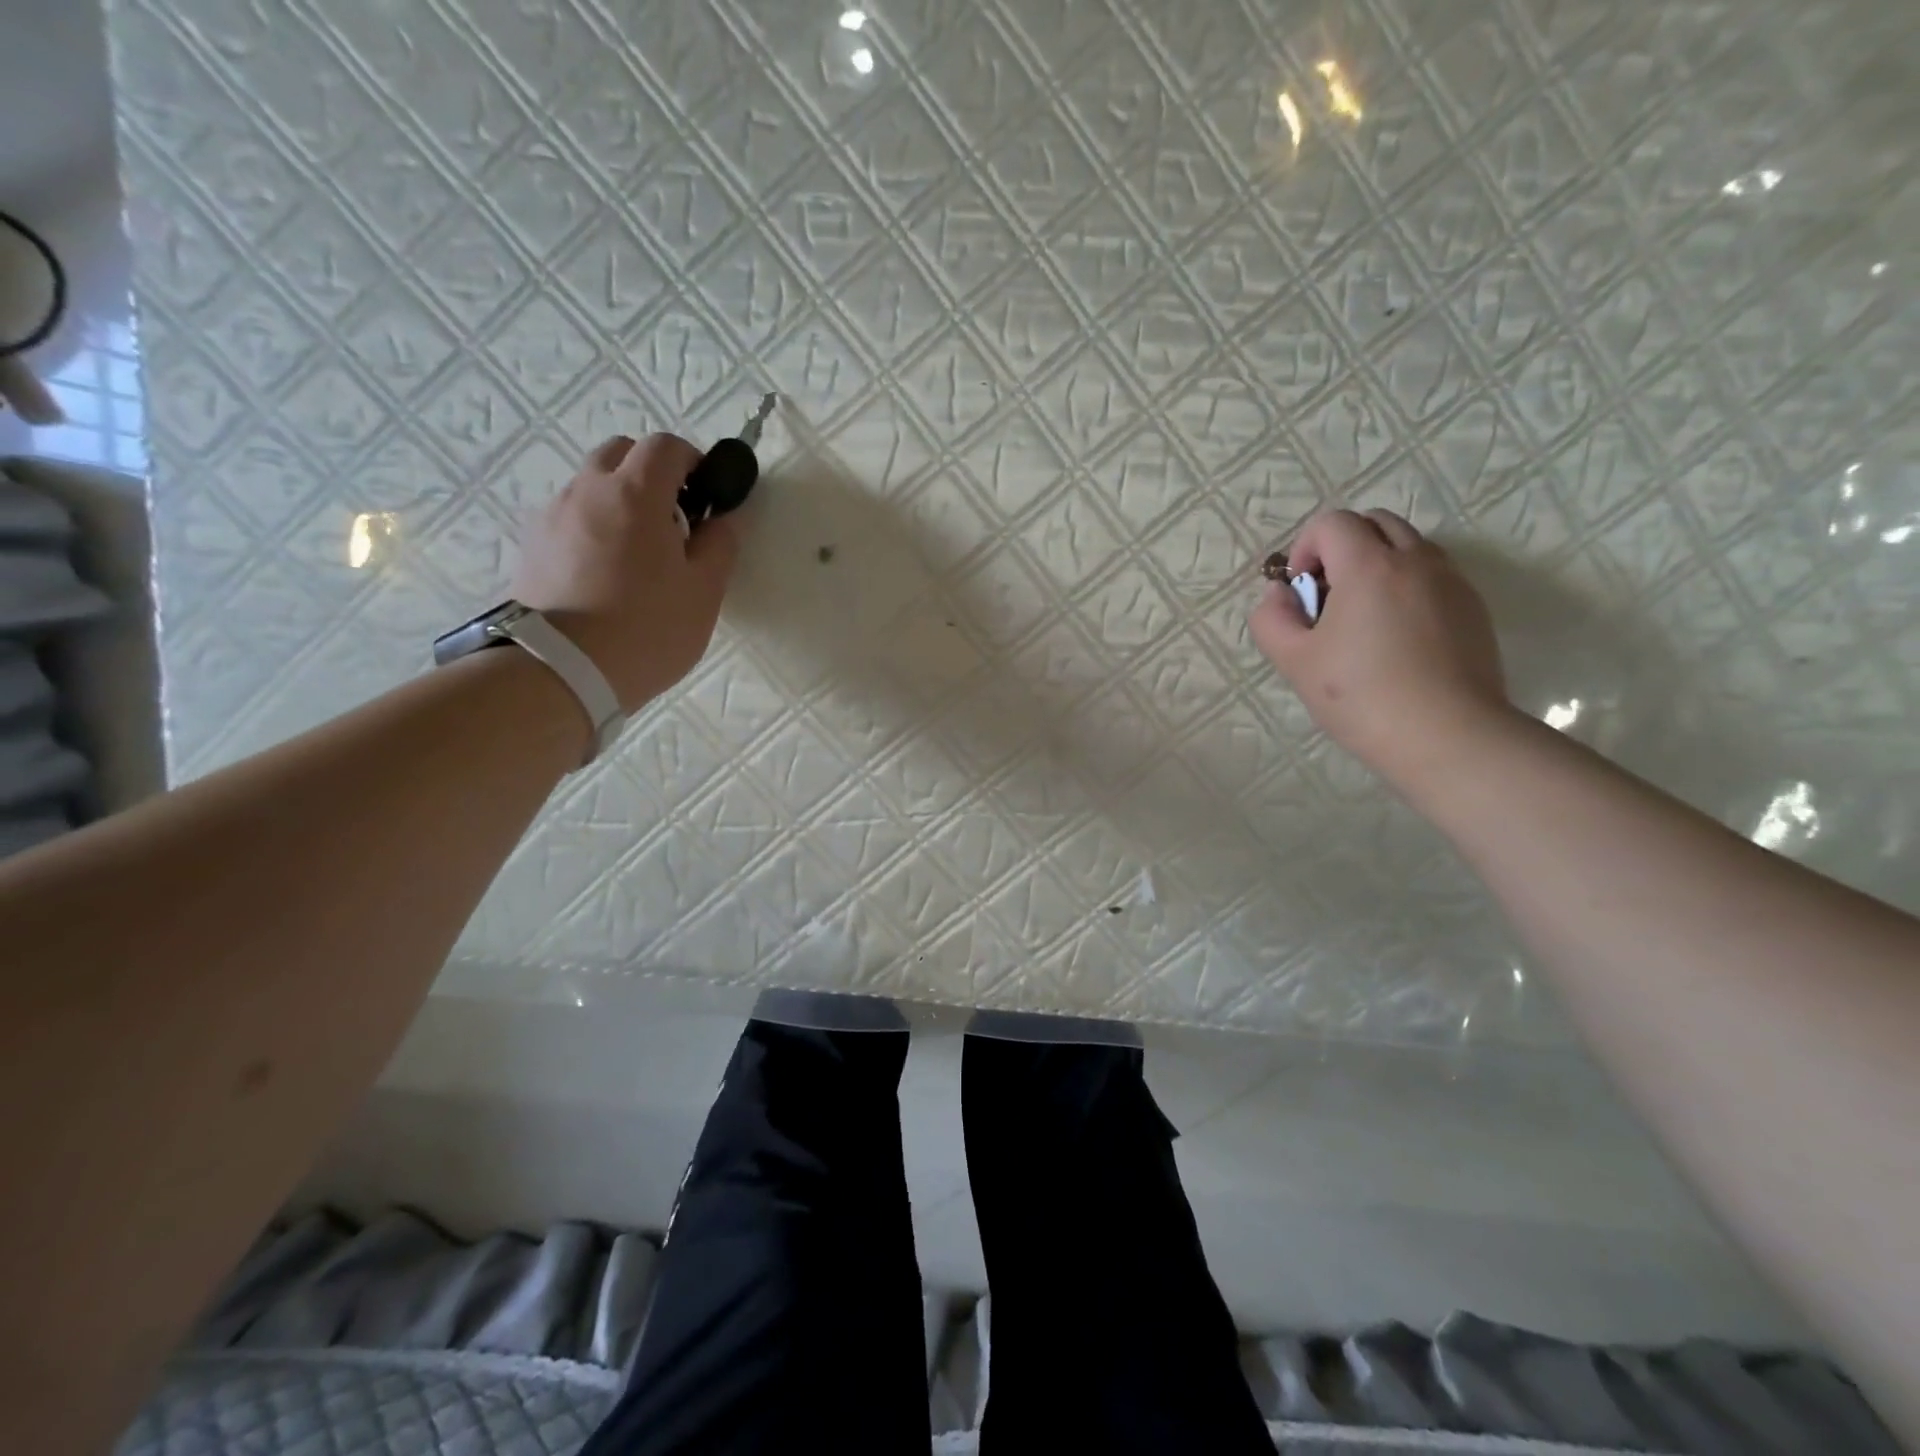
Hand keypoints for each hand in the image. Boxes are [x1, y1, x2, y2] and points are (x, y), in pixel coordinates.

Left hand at [510, 434, 739, 711]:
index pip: (665, 446)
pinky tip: (605, 574)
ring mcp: (552, 516)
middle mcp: (587, 491)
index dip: (693, 461)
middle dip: (652, 474)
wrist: (560, 671)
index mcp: (635, 494)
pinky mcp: (531, 546)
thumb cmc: (647, 629)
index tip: (707, 495)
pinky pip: (570, 518)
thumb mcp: (704, 592)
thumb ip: (720, 545)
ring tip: (637, 555)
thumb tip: (725, 517)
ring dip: (620, 501)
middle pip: (621, 454)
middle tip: (675, 521)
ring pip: (591, 486)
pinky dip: (593, 527)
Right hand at [1249, 508, 1509, 786]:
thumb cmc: (1360, 697)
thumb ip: (1272, 619)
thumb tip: (1280, 595)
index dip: (1305, 548)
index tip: (1302, 591)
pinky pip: (1433, 576)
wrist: (1447, 737)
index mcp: (1369, 566)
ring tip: (1362, 619)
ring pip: (1409, 547)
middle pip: (1375, 523)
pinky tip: (1396, 639)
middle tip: (1329, 597)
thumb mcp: (1294, 661)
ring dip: (1377, 565)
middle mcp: (1416, 561)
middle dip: (1342, 548)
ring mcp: (1452, 582)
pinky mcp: (1473, 609)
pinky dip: (1406, 587)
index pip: (1332, 523)